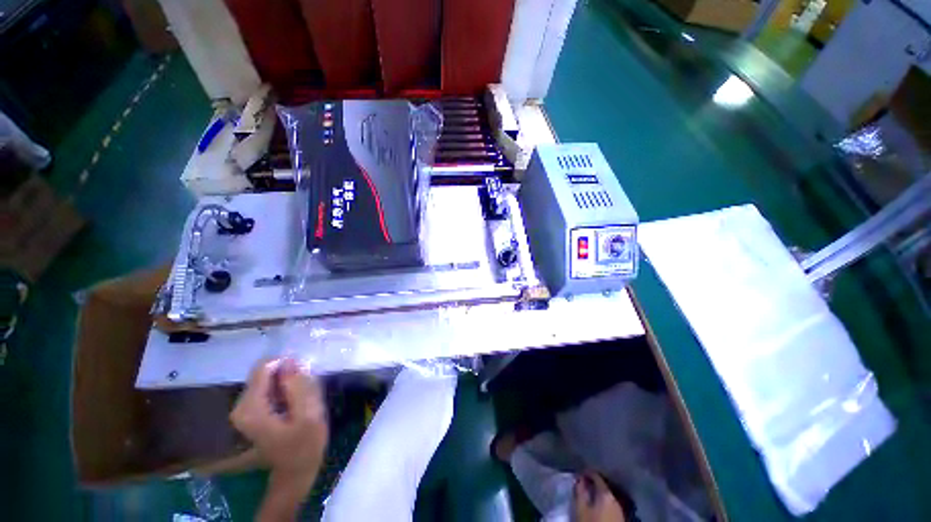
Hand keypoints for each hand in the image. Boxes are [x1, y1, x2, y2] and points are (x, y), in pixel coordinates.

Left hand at [231, 358, 327, 520]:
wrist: (296, 469)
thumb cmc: (305, 444)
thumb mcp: (309, 414)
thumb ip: (299, 387)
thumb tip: (292, 361)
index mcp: (251, 409)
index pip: (264, 369)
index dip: (288, 366)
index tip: (305, 376)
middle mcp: (241, 407)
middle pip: (264, 373)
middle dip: (288, 375)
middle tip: (305, 390)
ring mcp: (244, 409)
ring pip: (267, 378)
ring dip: (288, 382)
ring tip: (301, 398)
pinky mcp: (251, 410)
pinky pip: (268, 387)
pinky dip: (283, 388)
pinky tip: (294, 402)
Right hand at [573, 472, 625, 521]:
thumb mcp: (581, 509)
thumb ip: (580, 491)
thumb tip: (579, 479)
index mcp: (606, 494)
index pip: (596, 476)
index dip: (587, 473)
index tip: (579, 474)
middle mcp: (615, 499)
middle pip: (603, 486)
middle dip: (593, 483)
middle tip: (583, 484)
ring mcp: (620, 510)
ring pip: (608, 496)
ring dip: (598, 493)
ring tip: (589, 495)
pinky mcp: (621, 519)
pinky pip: (611, 504)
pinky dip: (603, 502)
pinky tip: (597, 506)